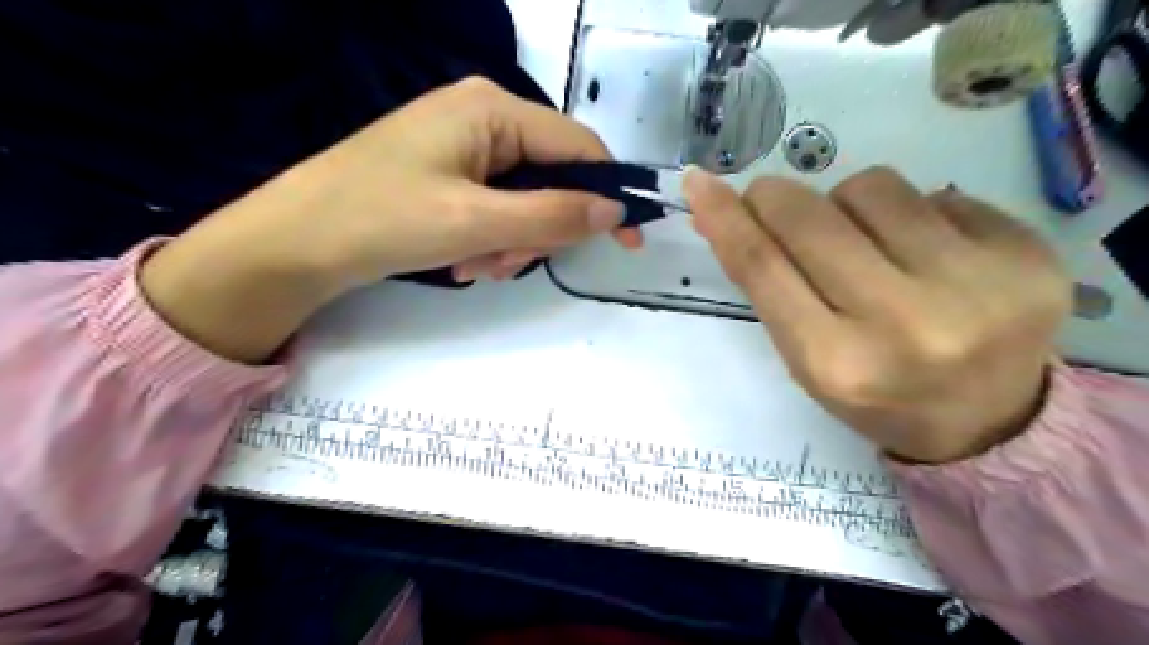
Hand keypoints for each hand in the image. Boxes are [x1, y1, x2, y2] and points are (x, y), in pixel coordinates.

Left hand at [144, 75, 638, 361]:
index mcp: (493, 109)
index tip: (629, 242)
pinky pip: (496, 208)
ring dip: (511, 243)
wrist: (296, 242)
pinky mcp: (450, 173)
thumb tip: (614, 211)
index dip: (609, 195)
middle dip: (538, 231)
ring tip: (472, 266)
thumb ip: (551, 215)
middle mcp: (484, 117)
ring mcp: (465, 146)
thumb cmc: (382, 218)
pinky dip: (489, 240)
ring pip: (525, 202)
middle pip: (551, 179)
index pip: (579, 148)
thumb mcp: (476, 221)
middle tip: (504, 262)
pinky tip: (460, 261)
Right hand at [681, 163, 1067, 459]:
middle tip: (770, 199)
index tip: (700, 183)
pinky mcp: (1029, 256)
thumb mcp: (806, 356)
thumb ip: (769, 285)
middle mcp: (904, 325)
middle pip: (811, 220)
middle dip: (776, 197)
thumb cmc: (874, 392)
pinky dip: (912, 214)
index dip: (725, 218)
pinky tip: (927, 253)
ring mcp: (977, 287)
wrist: (986, 419)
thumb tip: (728, 214)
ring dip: (847, 204)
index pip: (763, 267)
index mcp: (835, 363)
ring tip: (863, 240)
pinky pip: (936, 195)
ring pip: (873, 188)